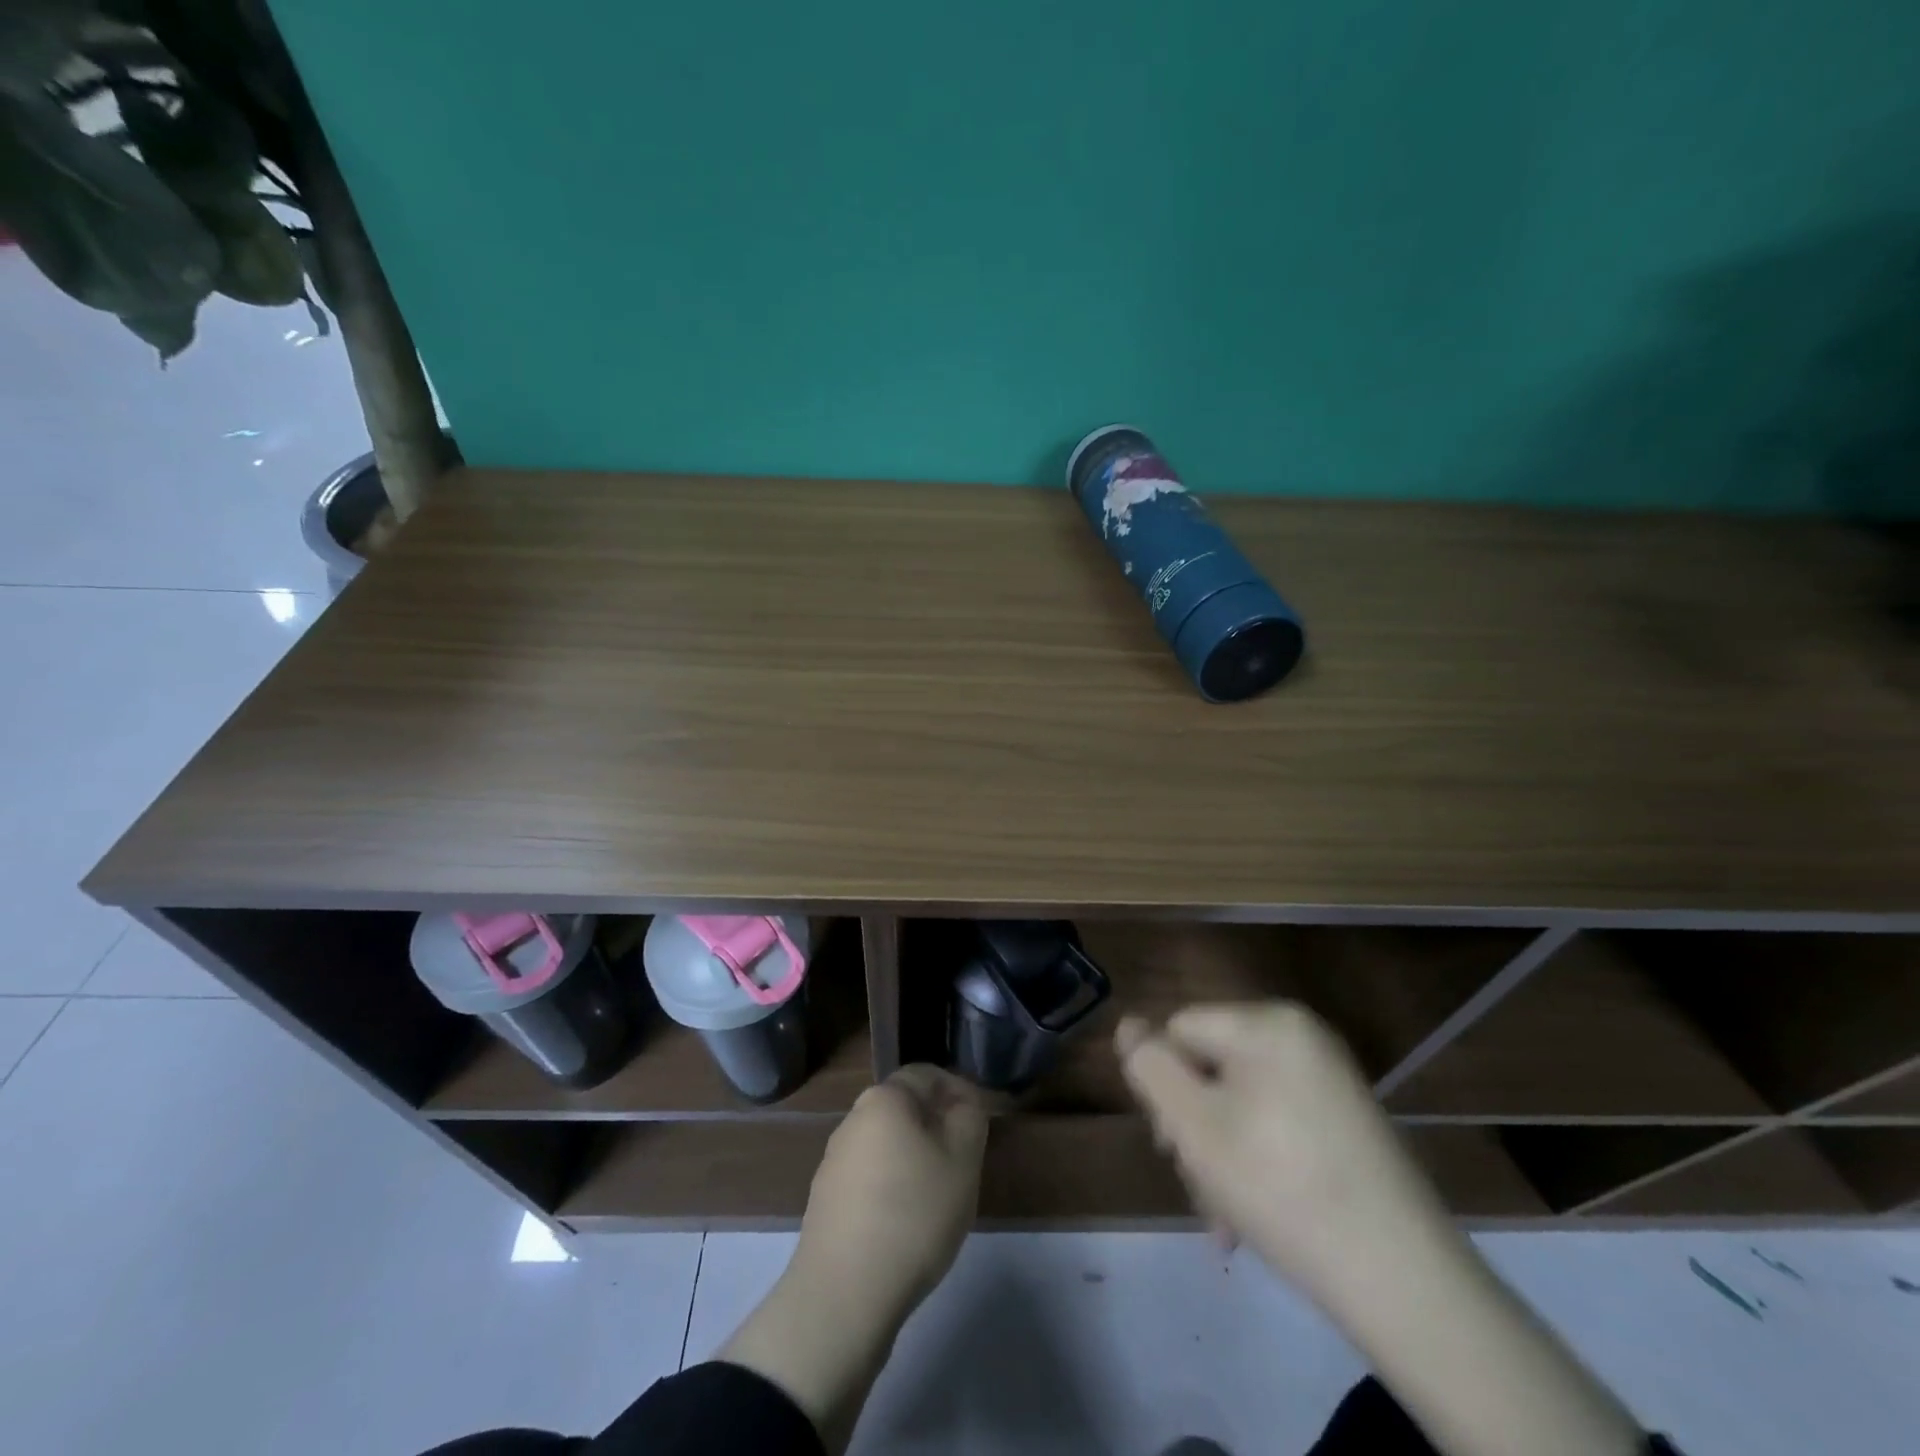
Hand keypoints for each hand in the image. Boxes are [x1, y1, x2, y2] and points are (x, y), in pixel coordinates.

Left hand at [722, 1066, 986, 1452]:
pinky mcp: (825, 1202)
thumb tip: (960, 1104)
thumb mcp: (962, 1159)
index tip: (981, 1124)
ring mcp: (834, 1162)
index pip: (927, 1075)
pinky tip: (906, 1226)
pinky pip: (870, 1179)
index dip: (960, 1091)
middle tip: (964, 1162)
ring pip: (887, 1145)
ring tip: (939, 1198)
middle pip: (905, 1110)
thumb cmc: (913, 1213)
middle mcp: (852, 1120)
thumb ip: (969, 1117)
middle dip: (937, 1127)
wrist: (844, 1295)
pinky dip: (893, 1190)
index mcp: (883, 1099)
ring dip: (915, 1160)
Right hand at [1117, 1003, 1449, 1298]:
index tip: (1174, 1148)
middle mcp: (1301, 1036)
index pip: (1179, 1030)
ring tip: (1227, 1218)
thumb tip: (1128, 1025)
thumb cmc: (1281, 1188)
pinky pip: (1278, 1122)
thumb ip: (1150, 1067)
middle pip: (1211, 1066)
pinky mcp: (1348, 1118)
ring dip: (1221, 1153)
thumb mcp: (1194, 1125)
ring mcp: (1330, 1077)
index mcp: (1267, 1022)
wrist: (1406, 1282)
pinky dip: (1259, 1160)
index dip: (1165, 1086)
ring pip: (1240, 1101)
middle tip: (1202, 1188)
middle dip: (1195, 1126)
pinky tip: (1256, 1215)